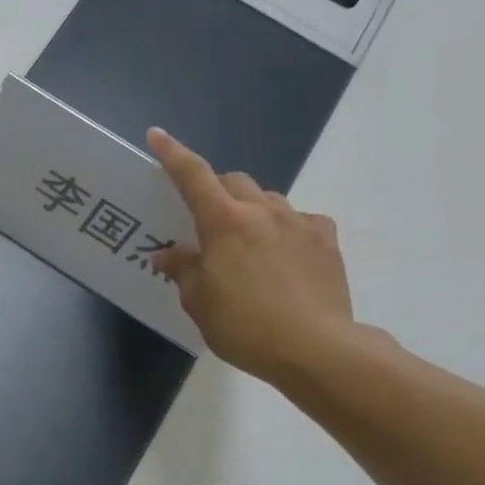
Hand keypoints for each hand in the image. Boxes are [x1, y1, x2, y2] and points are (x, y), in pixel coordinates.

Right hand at [147, 127, 359, 386]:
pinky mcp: (326, 242)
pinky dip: (285, 228)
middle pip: (234, 181)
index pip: (193, 176)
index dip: (172, 154)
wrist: (316, 349)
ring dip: (250, 210)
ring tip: (244, 243)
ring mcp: (299, 224)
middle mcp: (262, 212)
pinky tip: (283, 254)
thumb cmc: (244, 326)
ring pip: (268, 199)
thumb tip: (170, 254)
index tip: (157, 136)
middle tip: (205, 219)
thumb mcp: (199, 302)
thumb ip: (183, 270)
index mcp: (224, 223)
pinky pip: (301, 220)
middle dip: (215, 190)